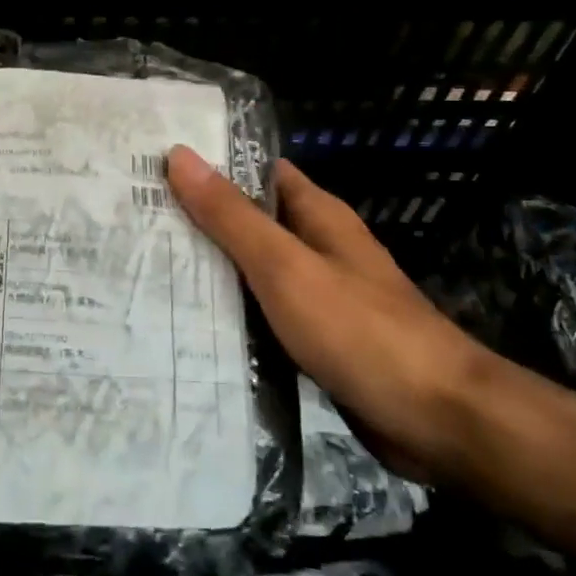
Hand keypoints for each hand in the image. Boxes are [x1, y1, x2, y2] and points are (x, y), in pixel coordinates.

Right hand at [166, 146, 493, 478]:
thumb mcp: (285, 265)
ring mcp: (319, 296)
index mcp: (317, 215)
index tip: (154, 168)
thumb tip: (180, 155)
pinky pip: (264, 315)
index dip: (210, 166)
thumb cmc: (359, 330)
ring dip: (212, 271)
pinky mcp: (318, 340)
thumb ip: (231, 215)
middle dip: (200, 222)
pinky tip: (190, 324)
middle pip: (251, 223)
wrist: (439, 421)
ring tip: (147, 269)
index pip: (256, 172)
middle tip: (136, 222)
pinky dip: (232, 314)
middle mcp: (318, 248)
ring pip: (254, 272)